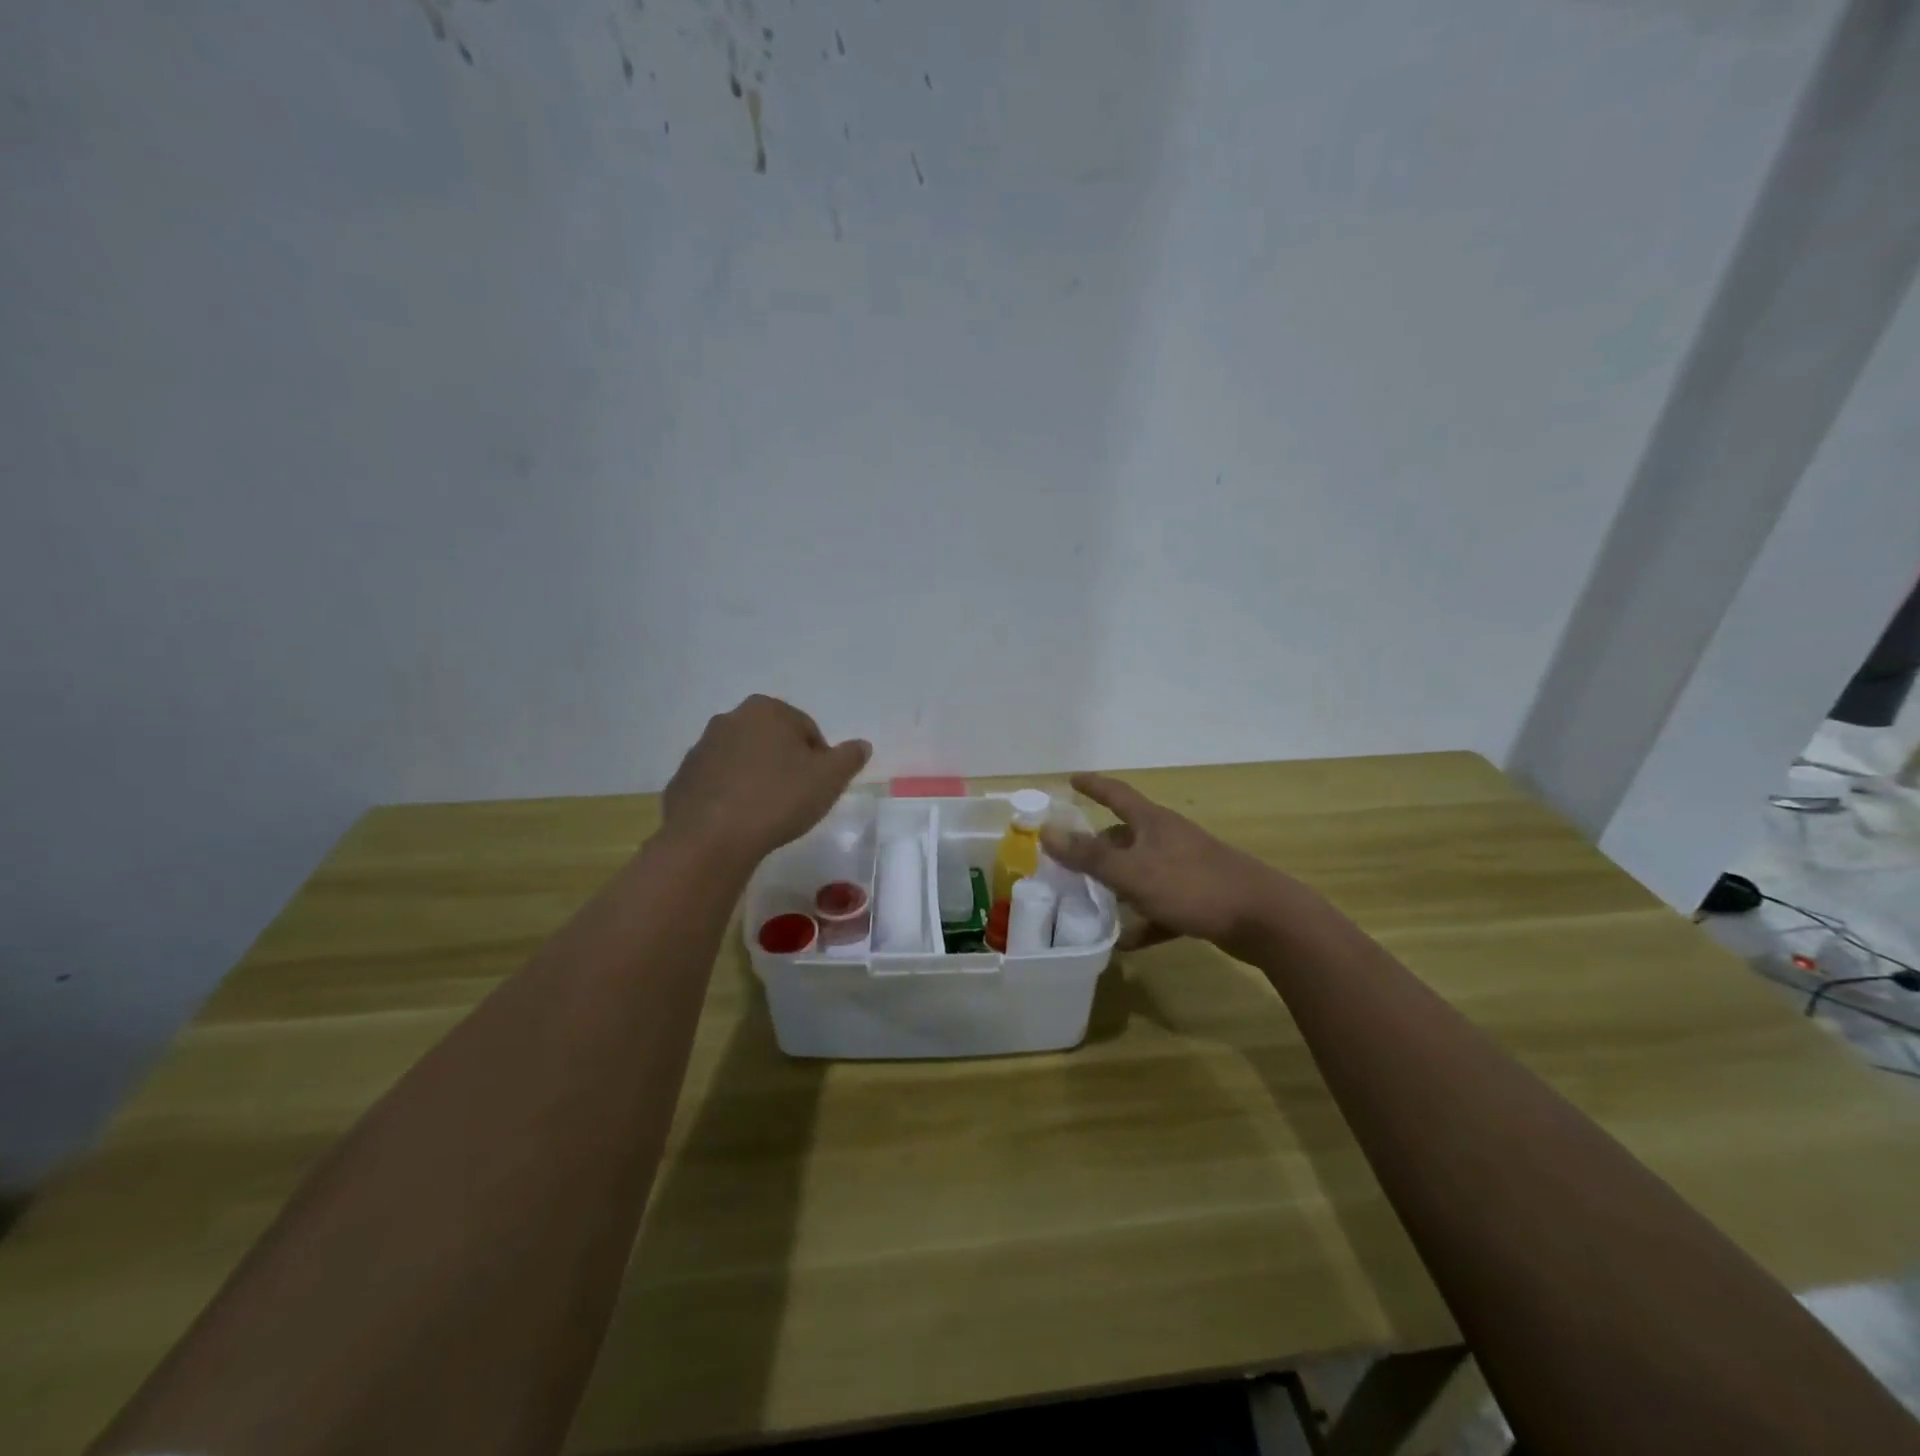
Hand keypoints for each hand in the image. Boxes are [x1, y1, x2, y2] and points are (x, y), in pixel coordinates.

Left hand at [661, 695, 870, 865]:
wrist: (710, 838)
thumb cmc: (778, 798)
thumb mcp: (829, 779)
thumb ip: (849, 757)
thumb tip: (861, 745)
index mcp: (767, 710)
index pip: (807, 729)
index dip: (819, 759)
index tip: (819, 787)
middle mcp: (730, 719)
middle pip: (773, 740)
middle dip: (786, 764)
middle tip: (797, 798)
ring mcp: (701, 748)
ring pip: (743, 760)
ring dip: (758, 778)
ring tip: (768, 813)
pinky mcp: (683, 778)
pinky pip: (718, 783)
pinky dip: (731, 795)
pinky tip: (740, 821)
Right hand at [1041, 773, 1289, 960]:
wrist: (1263, 919)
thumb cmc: (1191, 885)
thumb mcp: (1132, 872)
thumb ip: (1088, 855)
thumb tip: (1046, 831)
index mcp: (1153, 823)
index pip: (1116, 793)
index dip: (1093, 785)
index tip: (1072, 779)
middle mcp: (1169, 839)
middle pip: (1127, 835)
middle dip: (1099, 845)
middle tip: (1071, 858)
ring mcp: (1187, 868)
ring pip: (1143, 871)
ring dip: (1118, 884)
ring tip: (1090, 900)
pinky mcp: (1200, 898)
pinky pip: (1161, 906)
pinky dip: (1143, 920)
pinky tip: (1126, 941)